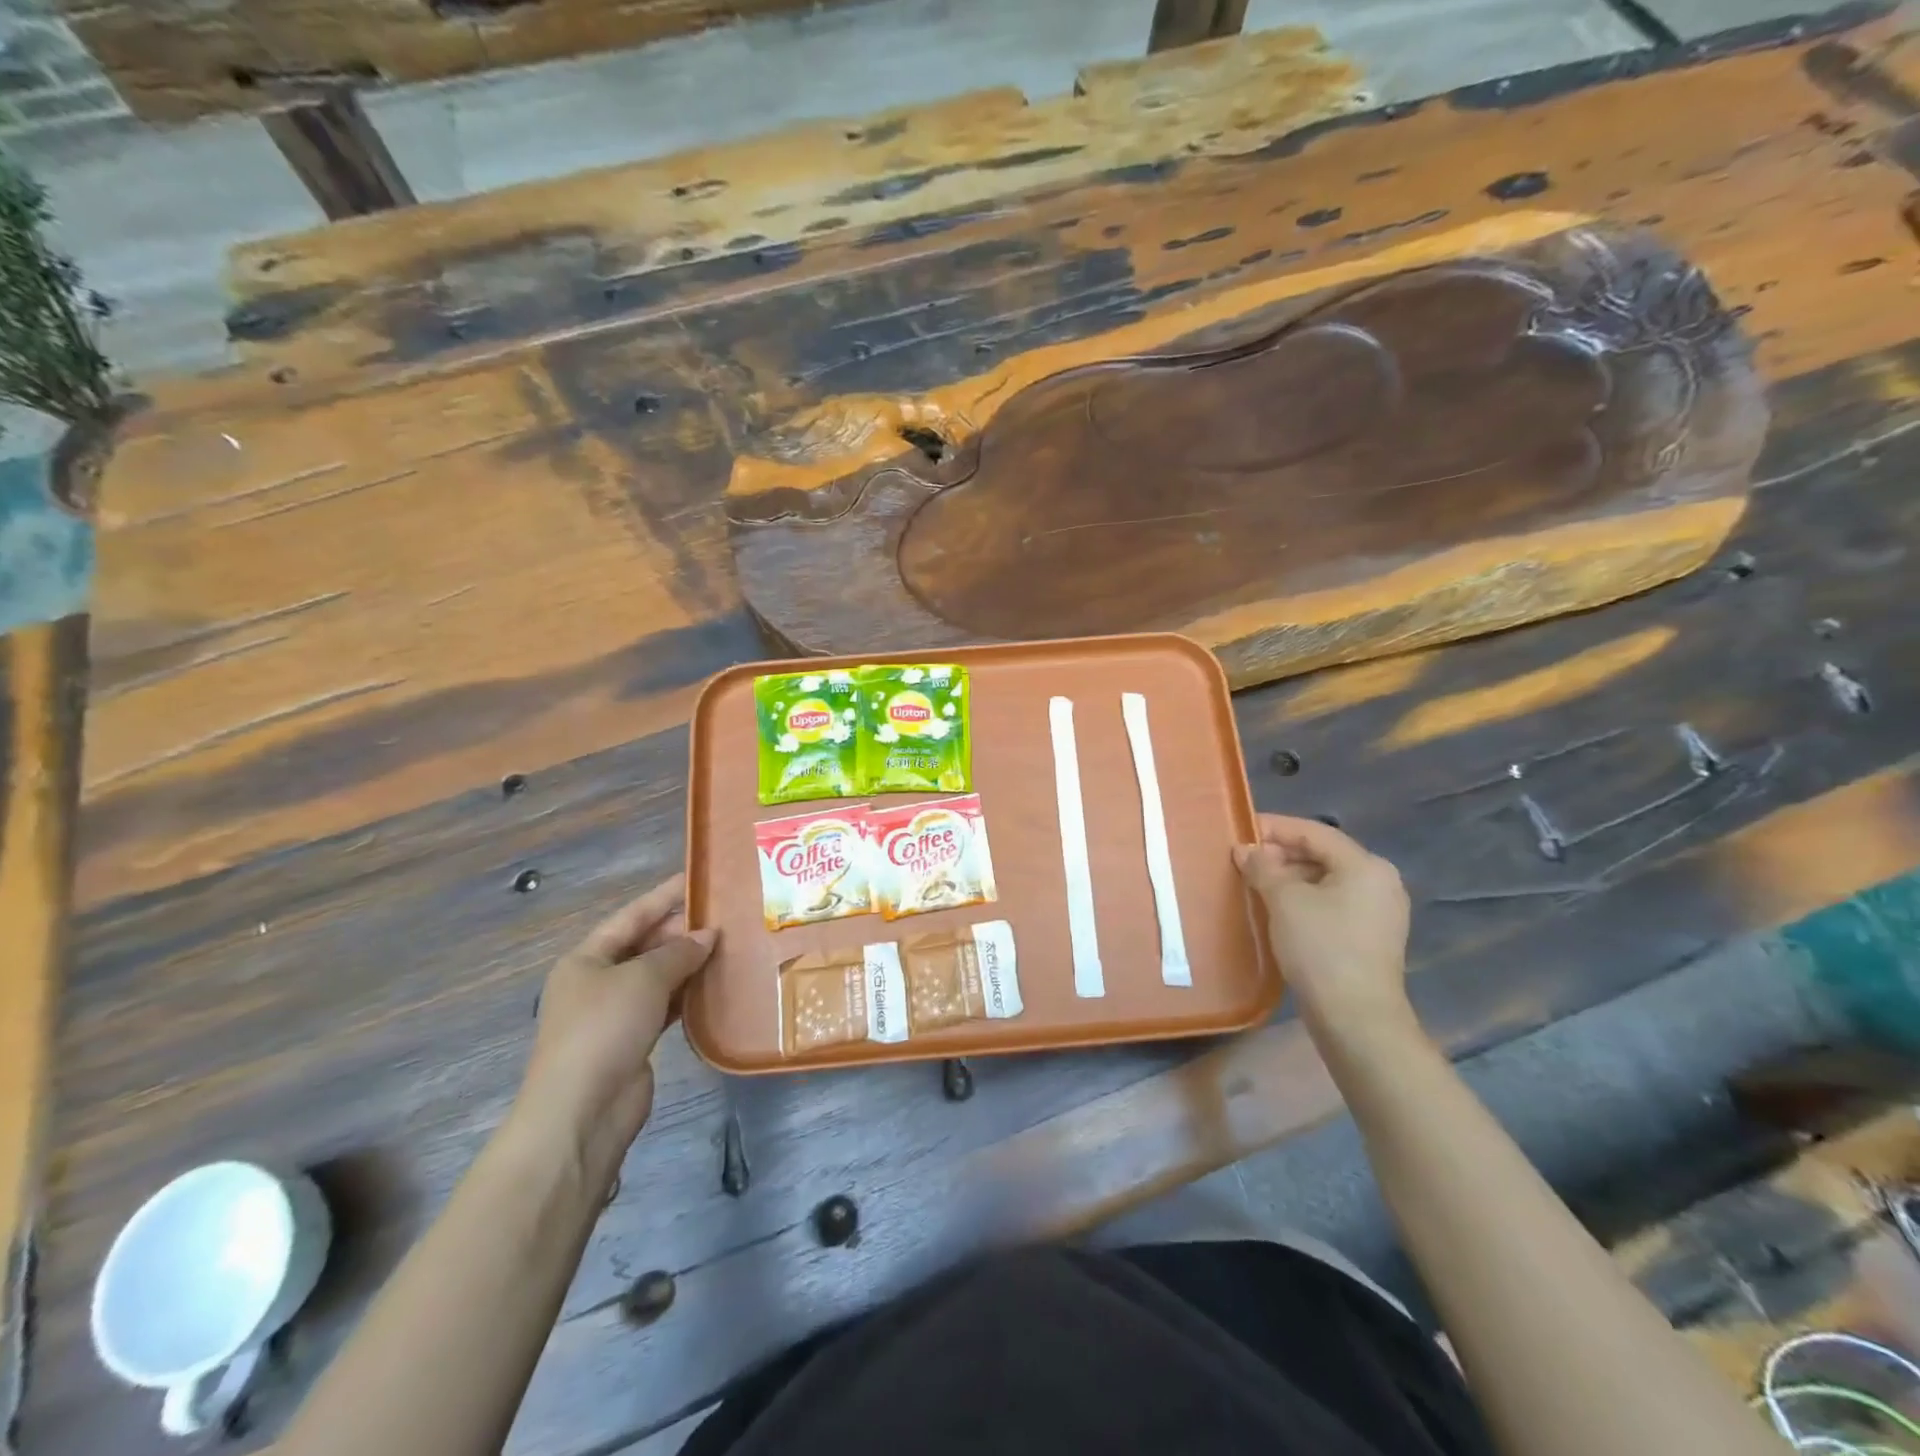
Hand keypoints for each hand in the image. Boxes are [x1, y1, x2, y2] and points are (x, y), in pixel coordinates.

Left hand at [514, 875, 716, 1171]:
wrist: (582, 1112)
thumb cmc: (604, 1029)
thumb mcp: (643, 979)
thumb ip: (678, 952)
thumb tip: (708, 935)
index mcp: (586, 959)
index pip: (631, 916)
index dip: (664, 896)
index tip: (698, 879)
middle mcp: (597, 982)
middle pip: (644, 946)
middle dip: (681, 932)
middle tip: (726, 916)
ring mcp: (614, 1015)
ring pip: (657, 977)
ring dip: (688, 963)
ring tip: (729, 946)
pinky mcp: (632, 1042)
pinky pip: (664, 1006)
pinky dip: (687, 994)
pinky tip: (715, 985)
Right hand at [1233, 815, 1415, 1035]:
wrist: (1356, 1018)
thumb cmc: (1321, 947)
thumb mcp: (1284, 900)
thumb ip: (1263, 867)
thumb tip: (1245, 850)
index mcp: (1366, 866)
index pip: (1314, 832)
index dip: (1275, 827)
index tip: (1240, 829)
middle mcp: (1380, 882)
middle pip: (1323, 854)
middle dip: (1281, 854)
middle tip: (1243, 859)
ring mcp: (1379, 912)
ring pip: (1326, 880)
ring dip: (1290, 877)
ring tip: (1254, 882)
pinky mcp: (1370, 937)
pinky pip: (1332, 903)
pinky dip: (1304, 899)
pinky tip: (1277, 908)